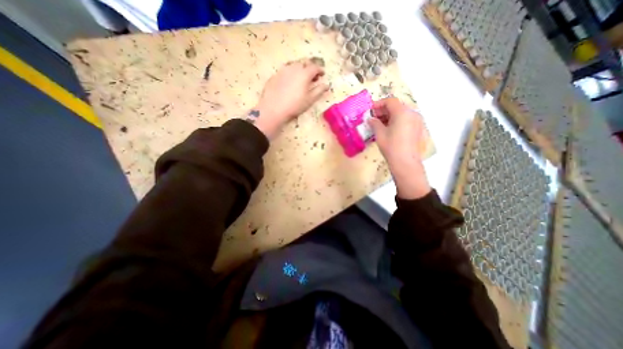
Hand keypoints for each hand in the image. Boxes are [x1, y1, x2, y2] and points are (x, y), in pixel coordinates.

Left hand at [252, 59, 330, 138]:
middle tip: (312, 76)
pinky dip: (290, 73)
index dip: (320, 70)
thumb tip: (327, 85)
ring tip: (301, 78)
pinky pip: (285, 70)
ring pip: (294, 65)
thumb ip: (319, 90)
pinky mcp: (274, 75)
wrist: (273, 109)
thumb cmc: (295, 105)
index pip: (315, 67)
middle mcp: (293, 67)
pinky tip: (290, 82)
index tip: (322, 74)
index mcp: (304, 73)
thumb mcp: (310, 100)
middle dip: (310, 67)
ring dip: (300, 69)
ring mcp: (282, 70)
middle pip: (304, 62)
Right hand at [366, 96, 431, 198]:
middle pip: (396, 106)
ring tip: (379, 124)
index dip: (378, 104)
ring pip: (401, 113)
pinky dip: (396, 121)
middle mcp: (412, 113)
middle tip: (373, 118)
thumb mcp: (380, 134)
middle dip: (384, 110)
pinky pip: (406, 120)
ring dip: (389, 116)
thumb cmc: (391, 147)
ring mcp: (417, 121)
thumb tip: (371, 119)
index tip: (370, 111)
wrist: (405, 162)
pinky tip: (389, 129)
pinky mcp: (417, 128)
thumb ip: (375, 123)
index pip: (390, 101)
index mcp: (402, 112)